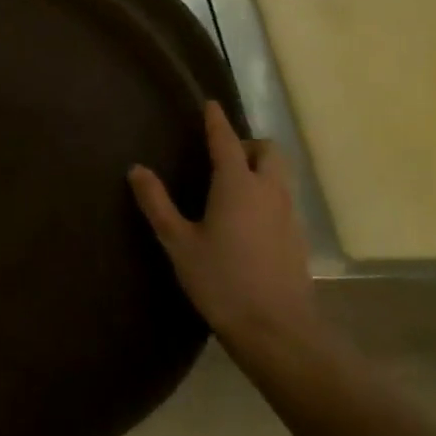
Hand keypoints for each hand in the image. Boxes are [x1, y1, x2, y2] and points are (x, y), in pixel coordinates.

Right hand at [129, 102, 318, 358]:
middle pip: (268, 151)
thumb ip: (157, 203)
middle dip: (248, 145)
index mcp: (237, 185)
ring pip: (281, 175)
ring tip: (233, 185)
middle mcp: (269, 191)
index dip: (217, 121)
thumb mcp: (178, 242)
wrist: (277, 331)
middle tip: (222, 156)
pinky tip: (249, 219)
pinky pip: (285, 199)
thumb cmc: (221, 281)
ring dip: (261, 168)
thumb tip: (137, 169)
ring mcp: (290, 215)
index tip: (211, 105)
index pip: (227, 140)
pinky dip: (268, 194)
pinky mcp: (299, 238)